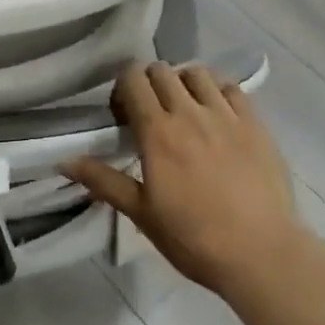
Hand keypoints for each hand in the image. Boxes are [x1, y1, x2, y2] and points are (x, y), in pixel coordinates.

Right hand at [62, 64, 310, 308]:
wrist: (260, 254)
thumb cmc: (194, 238)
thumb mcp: (142, 213)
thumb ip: (103, 181)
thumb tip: (63, 161)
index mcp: (158, 132)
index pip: (133, 80)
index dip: (123, 87)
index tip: (123, 113)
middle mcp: (190, 113)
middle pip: (162, 71)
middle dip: (149, 82)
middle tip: (150, 111)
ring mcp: (226, 115)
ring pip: (198, 73)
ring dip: (183, 82)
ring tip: (185, 107)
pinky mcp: (256, 124)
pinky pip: (232, 88)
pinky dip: (218, 92)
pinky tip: (217, 114)